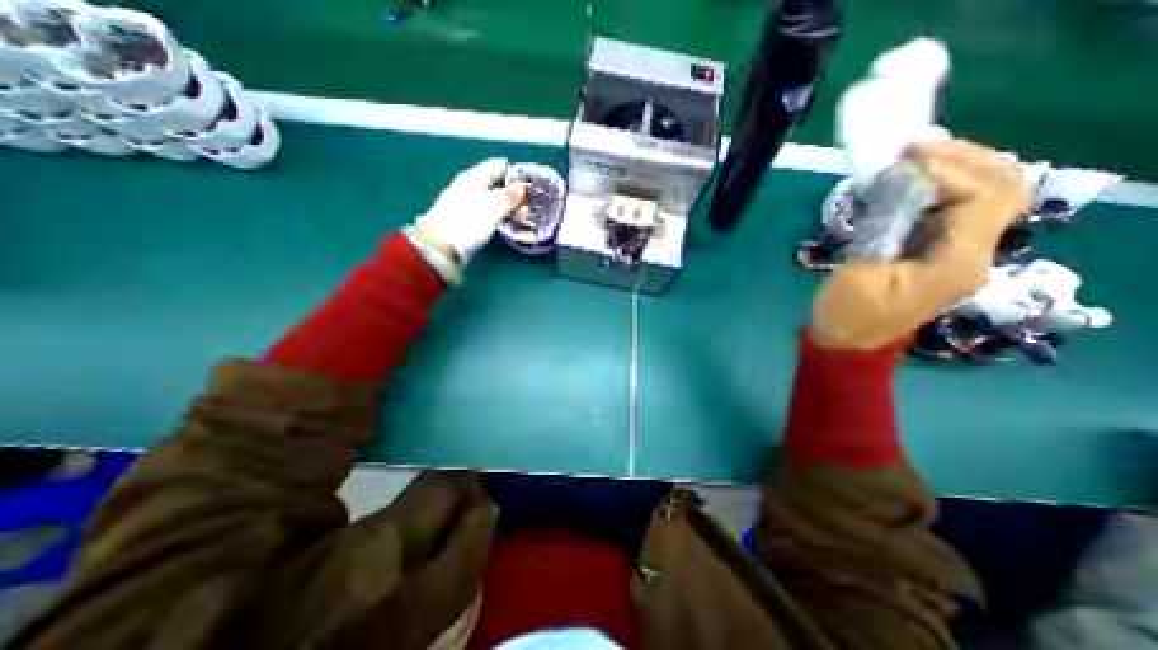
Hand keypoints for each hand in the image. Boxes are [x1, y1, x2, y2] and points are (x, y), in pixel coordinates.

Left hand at [414, 157, 527, 263]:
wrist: (442, 245)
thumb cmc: (469, 221)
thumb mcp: (494, 207)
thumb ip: (509, 196)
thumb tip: (520, 187)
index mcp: (474, 177)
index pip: (497, 166)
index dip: (513, 171)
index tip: (529, 179)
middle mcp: (467, 186)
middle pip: (492, 181)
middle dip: (510, 188)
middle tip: (528, 197)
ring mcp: (464, 202)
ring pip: (488, 196)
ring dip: (504, 202)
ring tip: (520, 210)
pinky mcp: (463, 218)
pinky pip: (484, 209)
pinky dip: (496, 212)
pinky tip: (503, 219)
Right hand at [812, 139, 1030, 348]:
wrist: (848, 342)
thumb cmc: (847, 314)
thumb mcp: (858, 273)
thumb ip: (881, 229)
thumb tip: (893, 186)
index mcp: (956, 262)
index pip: (982, 196)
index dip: (949, 170)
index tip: (903, 159)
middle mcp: (972, 253)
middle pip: (1002, 188)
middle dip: (964, 159)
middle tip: (916, 148)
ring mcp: (959, 253)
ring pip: (987, 195)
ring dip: (958, 168)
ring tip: (917, 157)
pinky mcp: (940, 253)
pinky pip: (958, 209)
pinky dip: (942, 187)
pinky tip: (914, 181)